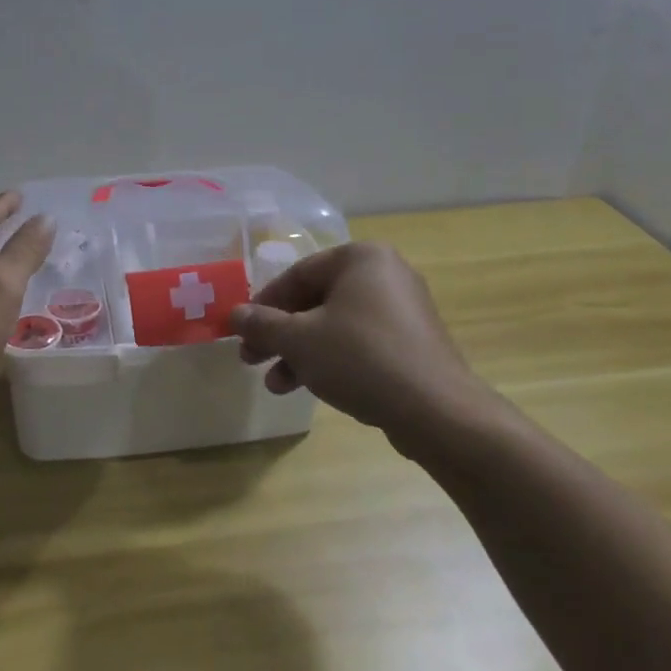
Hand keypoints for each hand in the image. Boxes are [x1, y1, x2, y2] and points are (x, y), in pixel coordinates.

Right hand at [230, 242, 508, 449]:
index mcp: (360, 258)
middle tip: (251, 360)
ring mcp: (402, 310)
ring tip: (275, 385)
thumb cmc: (361, 359)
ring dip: (300, 353)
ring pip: (335, 326)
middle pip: (316, 300)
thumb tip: (233, 314)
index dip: (263, 305)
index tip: (241, 331)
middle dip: (280, 334)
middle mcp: (385, 274)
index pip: (297, 274)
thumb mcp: (300, 340)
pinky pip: (360, 343)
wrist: (437, 412)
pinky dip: (331, 360)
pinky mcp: (412, 343)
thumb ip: (262, 324)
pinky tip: (309, 388)